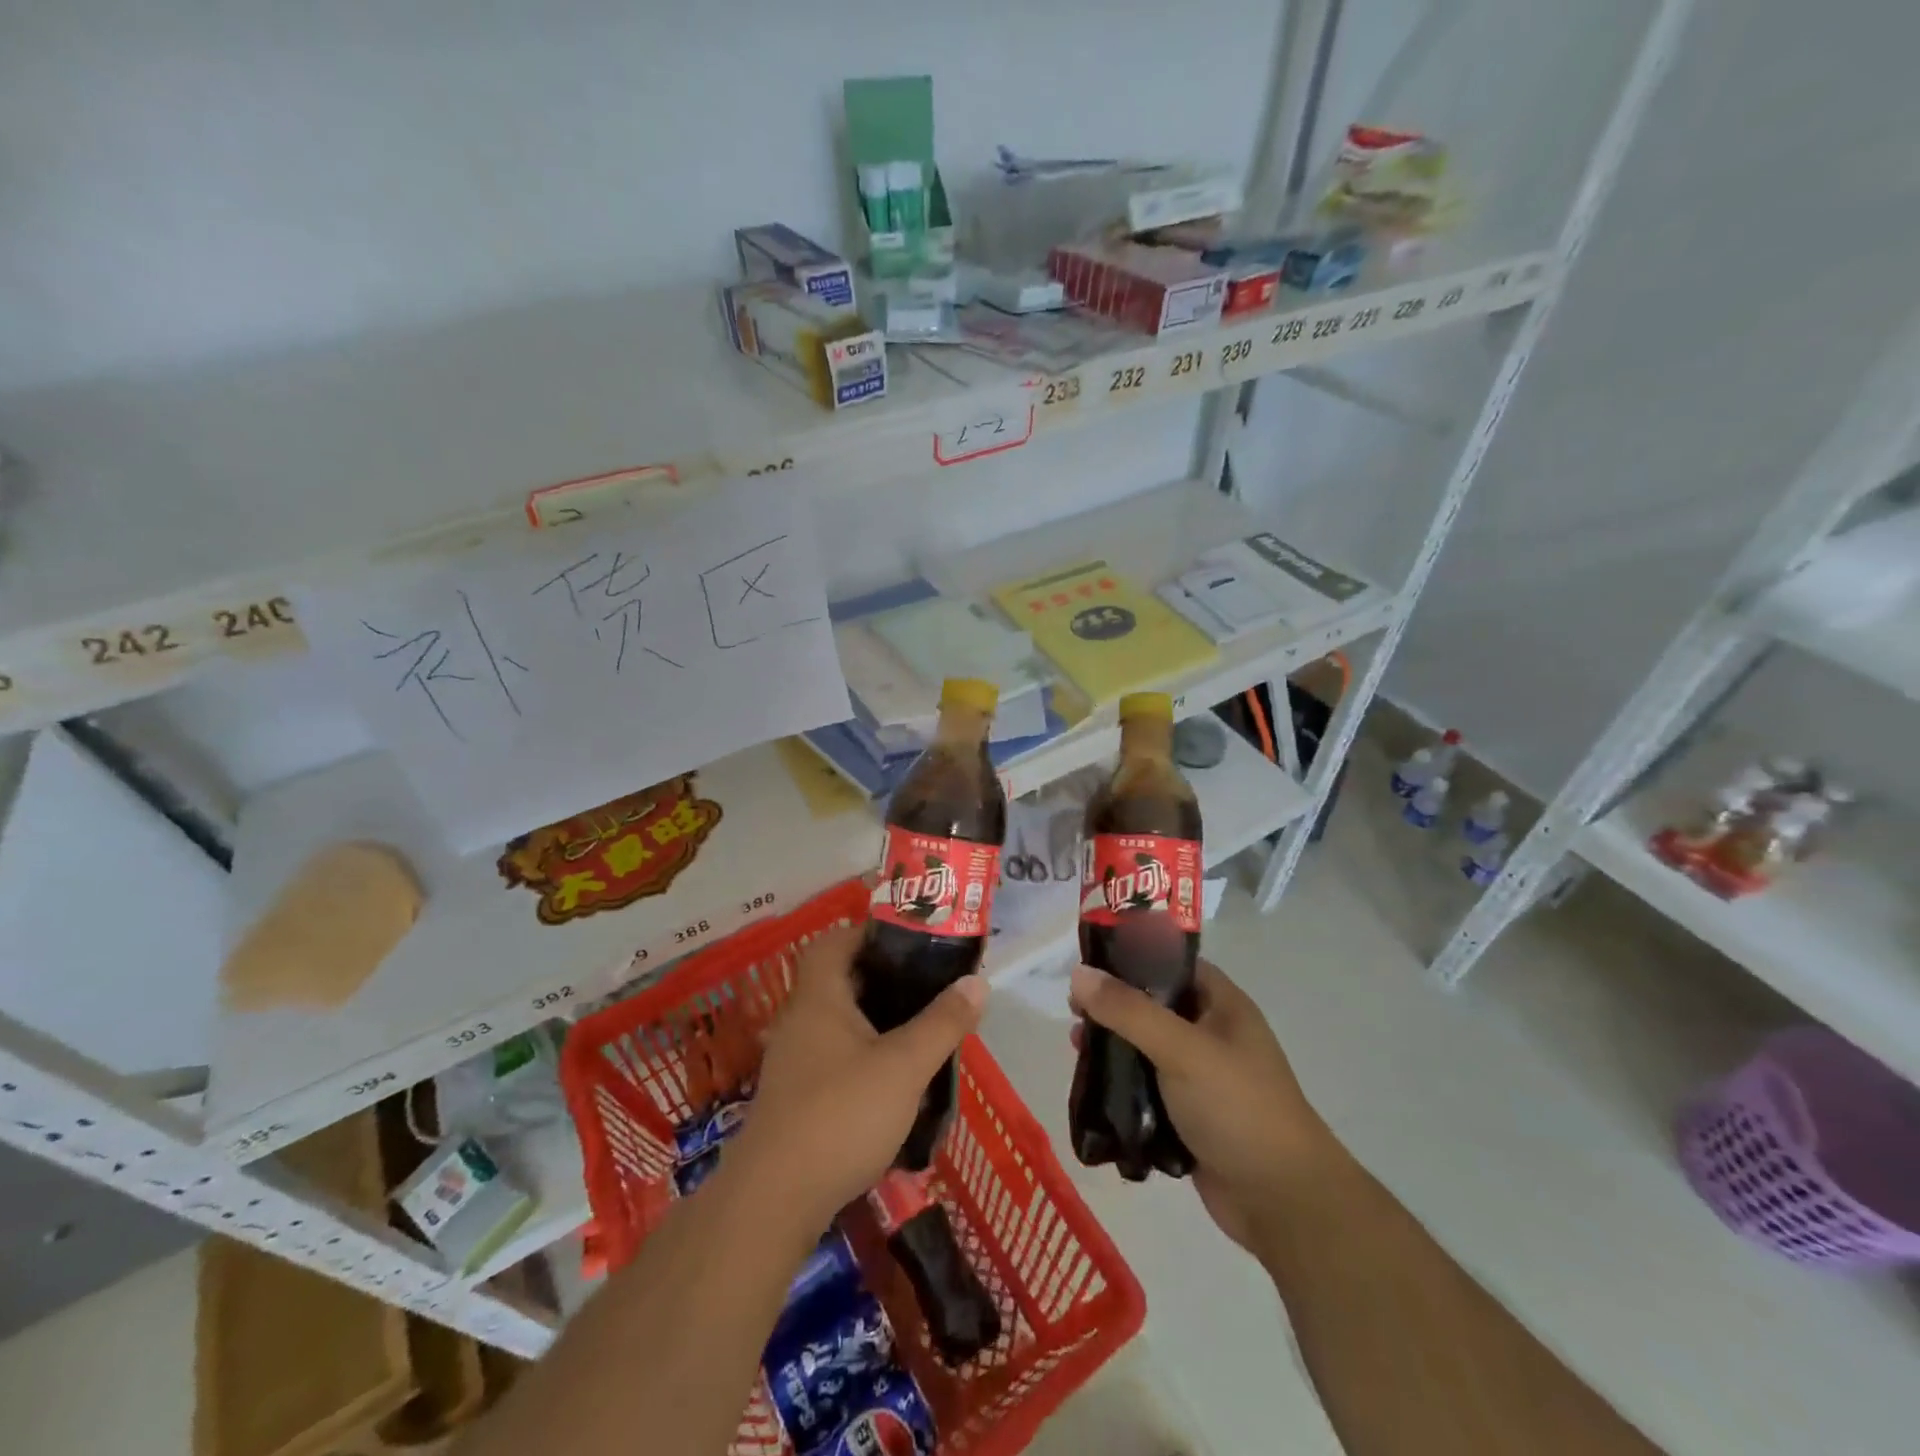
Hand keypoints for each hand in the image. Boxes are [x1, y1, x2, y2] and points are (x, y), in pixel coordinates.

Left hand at [731, 925, 987, 1227]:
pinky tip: (891, 1081)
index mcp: (818, 998)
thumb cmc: (841, 1115)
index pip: (833, 942)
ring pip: (837, 1022)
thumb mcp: (904, 1066)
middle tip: (926, 986)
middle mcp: (799, 1021)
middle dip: (882, 979)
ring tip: (918, 1031)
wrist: (774, 1201)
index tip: (909, 943)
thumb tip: (976, 982)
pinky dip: (862, 1056)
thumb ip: (942, 1022)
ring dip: (874, 1021)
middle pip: (839, 980)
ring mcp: (793, 1062)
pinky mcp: (795, 1098)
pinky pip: (833, 1057)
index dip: (868, 933)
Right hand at [1069, 958, 1336, 1251]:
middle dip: (1113, 1007)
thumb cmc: (1238, 1108)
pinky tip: (1092, 1088)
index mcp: (1222, 1005)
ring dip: (1113, 1048)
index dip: (1131, 957)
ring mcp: (1201, 1077)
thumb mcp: (1182, 1049)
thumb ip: (1128, 1010)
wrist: (1283, 1204)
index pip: (1171, 963)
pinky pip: (1146, 1088)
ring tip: (1076, 1049)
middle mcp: (1212, 1034)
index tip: (1088, 963)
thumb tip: (1078, 974)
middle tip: (1074, 1012)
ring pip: (1146, 1048)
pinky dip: (1121, 1086)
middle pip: (1152, 1005)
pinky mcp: (1188, 1116)